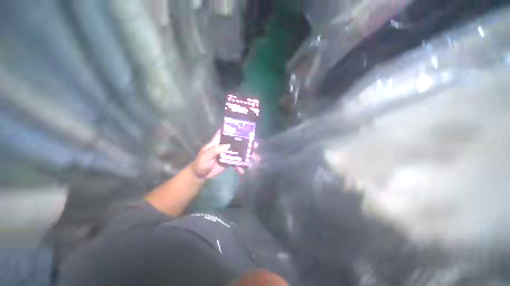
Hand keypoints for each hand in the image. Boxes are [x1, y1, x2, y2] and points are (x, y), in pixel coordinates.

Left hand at [191, 130, 258, 178]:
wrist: (200, 175)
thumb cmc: (201, 163)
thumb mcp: (206, 156)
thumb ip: (215, 150)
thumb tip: (228, 145)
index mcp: (218, 142)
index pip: (225, 132)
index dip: (233, 128)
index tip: (243, 127)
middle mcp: (224, 146)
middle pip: (237, 142)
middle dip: (246, 143)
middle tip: (255, 145)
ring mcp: (228, 154)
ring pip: (239, 152)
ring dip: (247, 155)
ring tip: (255, 158)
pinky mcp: (229, 162)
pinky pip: (236, 163)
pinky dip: (240, 167)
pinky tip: (242, 171)